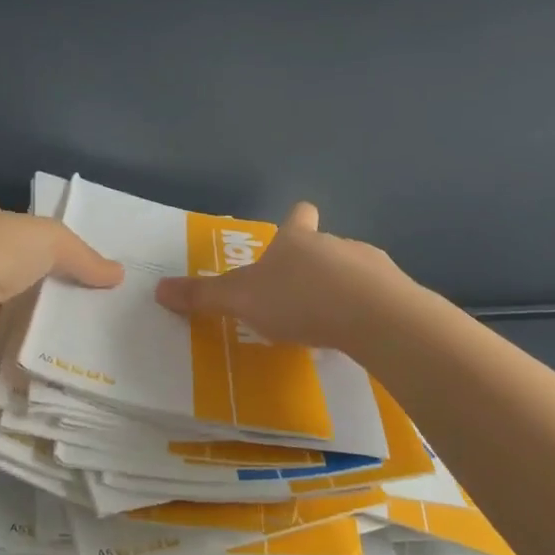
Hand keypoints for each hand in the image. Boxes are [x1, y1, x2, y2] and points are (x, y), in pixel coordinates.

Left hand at [0, 191, 124, 362]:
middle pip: (5, 251)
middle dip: (32, 265)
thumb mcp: (50, 239)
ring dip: (26, 299)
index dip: (27, 223)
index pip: (1, 210)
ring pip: (2, 289)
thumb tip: (117, 274)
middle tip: (75, 281)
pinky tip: (47, 337)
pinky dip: (19, 329)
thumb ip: (82, 255)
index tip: (57, 243)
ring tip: (70, 312)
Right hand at [153, 202, 410, 358]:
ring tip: (329, 322)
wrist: (374, 317)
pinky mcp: (396, 294)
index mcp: (297, 241)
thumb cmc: (300, 299)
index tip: (297, 224)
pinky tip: (359, 337)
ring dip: (341, 290)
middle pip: (324, 246)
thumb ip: (203, 297)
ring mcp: (370, 267)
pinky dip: (366, 313)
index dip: (296, 219)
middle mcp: (334, 245)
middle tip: (298, 297)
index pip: (298, 217)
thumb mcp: (241, 300)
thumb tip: (157, 289)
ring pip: (352, 272)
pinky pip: (377, 299)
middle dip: (313, 267)